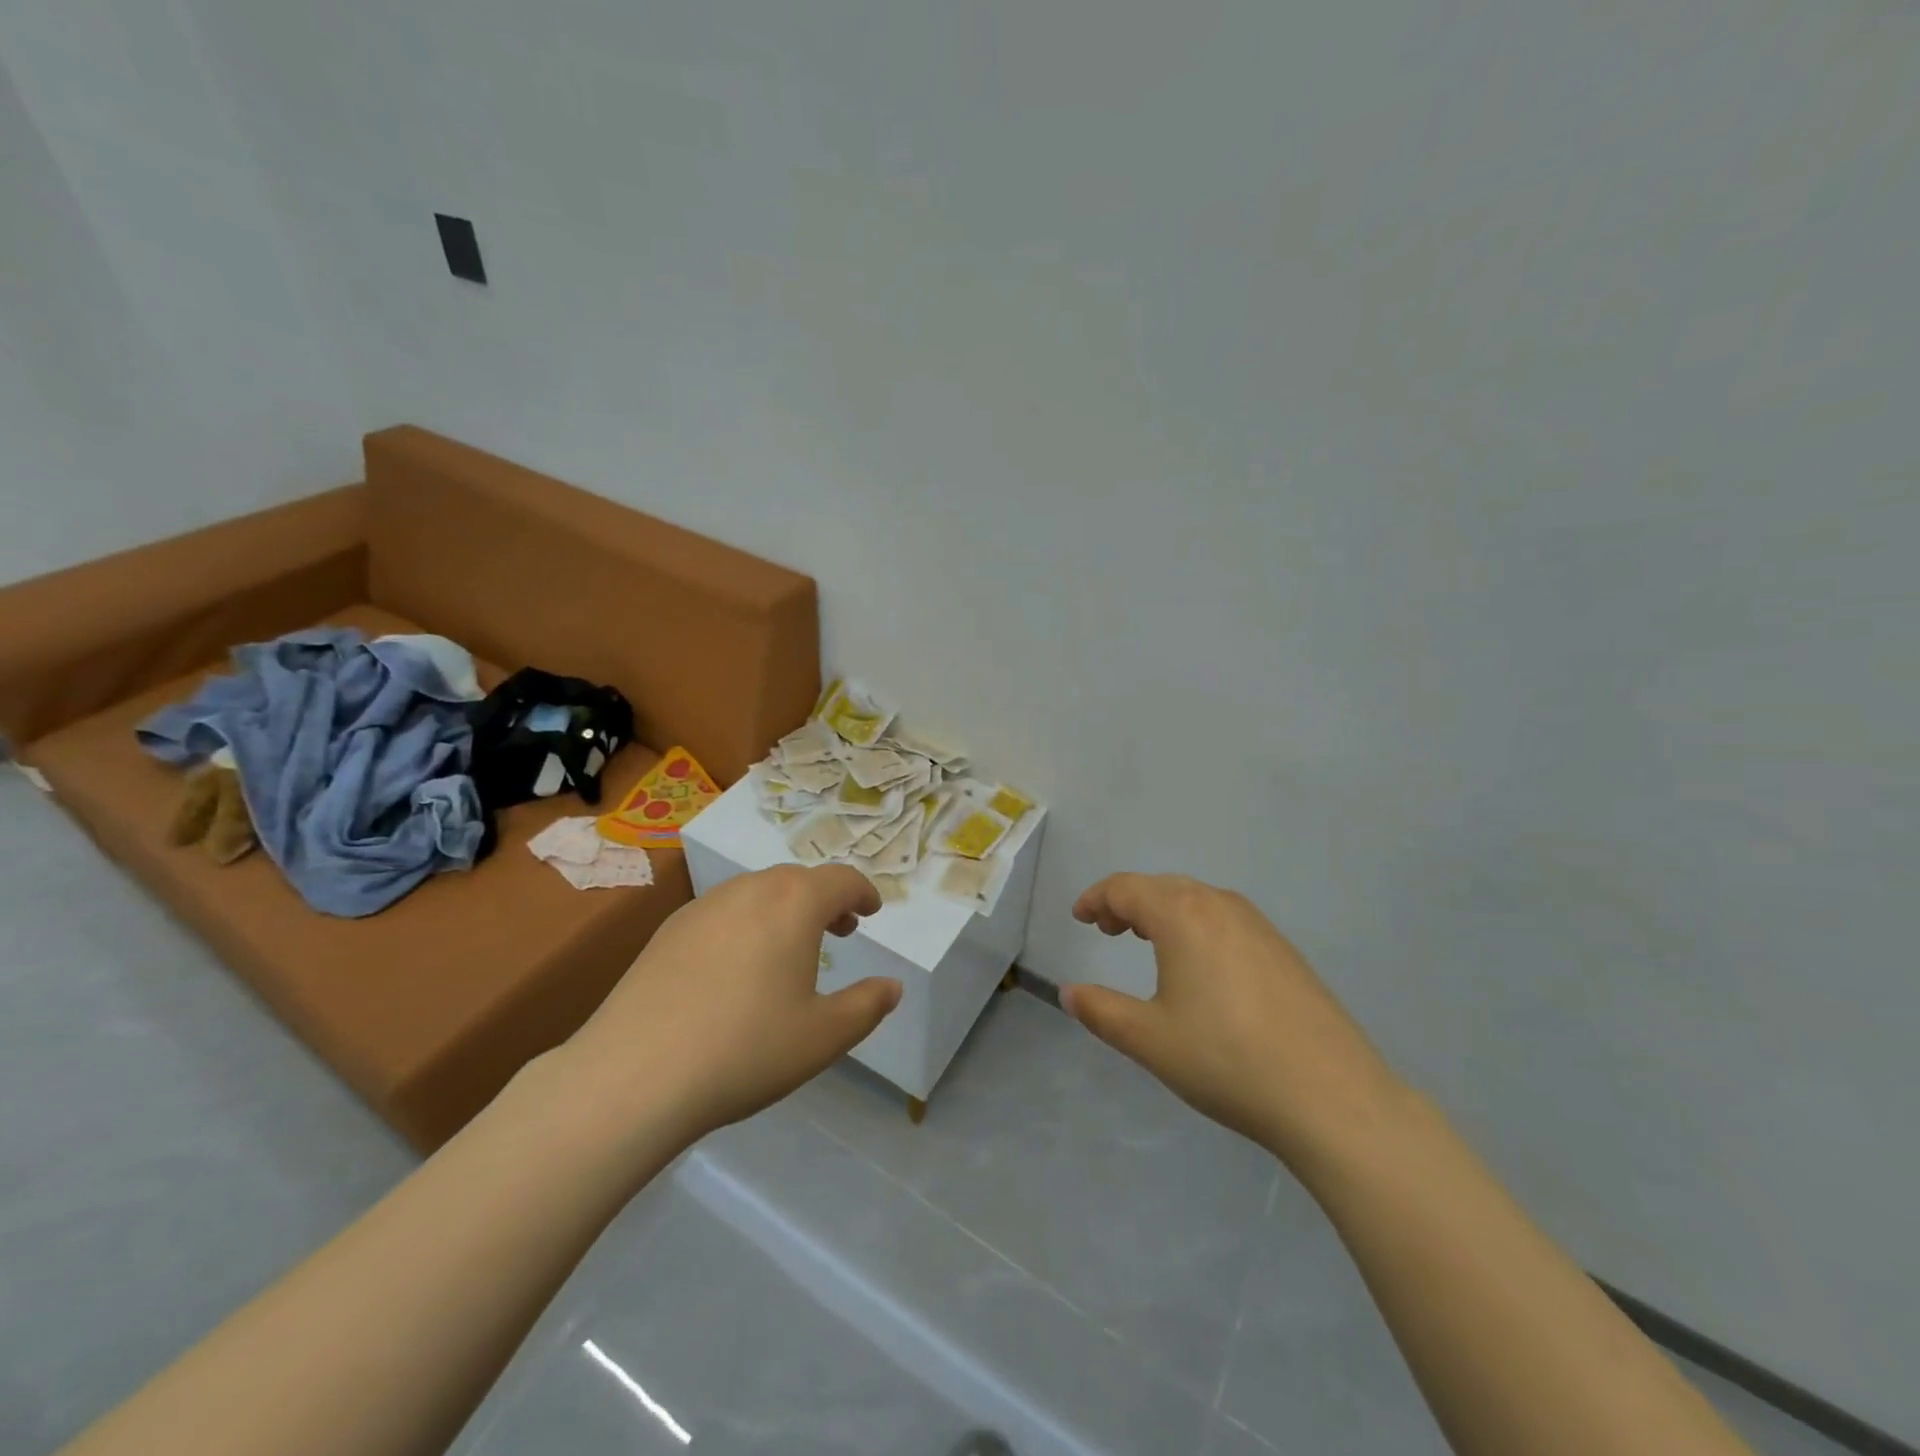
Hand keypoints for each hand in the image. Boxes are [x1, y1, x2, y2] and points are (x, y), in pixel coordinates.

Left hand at [562, 865, 901, 1144]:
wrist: (634, 1075)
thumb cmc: (746, 1050)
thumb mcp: (823, 1036)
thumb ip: (867, 1006)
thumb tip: (892, 987)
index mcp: (794, 903)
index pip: (841, 880)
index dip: (863, 892)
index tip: (871, 910)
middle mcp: (750, 890)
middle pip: (798, 880)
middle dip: (825, 900)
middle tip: (840, 931)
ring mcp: (703, 907)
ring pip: (757, 893)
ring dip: (784, 909)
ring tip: (790, 949)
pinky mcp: (667, 931)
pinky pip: (722, 912)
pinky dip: (746, 924)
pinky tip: (737, 968)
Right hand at [1064, 874, 1408, 1167]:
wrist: (1331, 1096)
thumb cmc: (1226, 1060)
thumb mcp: (1149, 1040)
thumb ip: (1101, 1011)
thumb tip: (1069, 992)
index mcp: (1182, 915)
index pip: (1126, 888)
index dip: (1096, 898)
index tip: (1079, 918)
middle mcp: (1220, 906)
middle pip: (1162, 887)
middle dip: (1128, 902)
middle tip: (1108, 930)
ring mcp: (1259, 925)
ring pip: (1197, 899)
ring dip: (1164, 911)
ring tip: (1148, 941)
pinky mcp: (1284, 949)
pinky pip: (1226, 918)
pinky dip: (1197, 925)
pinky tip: (1202, 965)